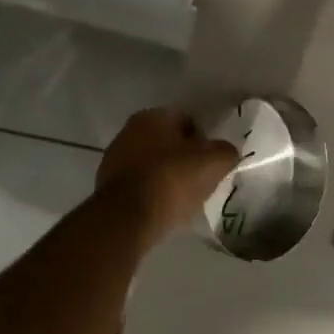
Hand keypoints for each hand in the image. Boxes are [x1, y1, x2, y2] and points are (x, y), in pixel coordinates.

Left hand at [97, 108, 238, 235]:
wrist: (126, 218)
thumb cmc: (172, 179)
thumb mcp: (213, 162)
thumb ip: (226, 151)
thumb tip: (227, 152)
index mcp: (154, 116)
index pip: (187, 120)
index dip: (203, 139)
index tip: (212, 160)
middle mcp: (129, 130)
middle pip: (167, 141)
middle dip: (183, 157)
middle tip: (200, 179)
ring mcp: (114, 158)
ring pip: (151, 163)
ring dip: (166, 176)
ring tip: (183, 198)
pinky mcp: (106, 186)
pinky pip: (138, 184)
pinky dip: (151, 193)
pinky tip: (163, 209)